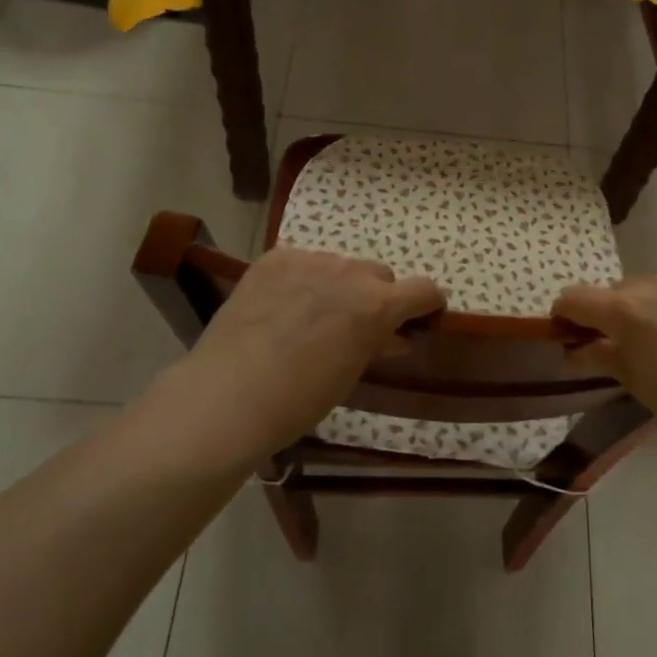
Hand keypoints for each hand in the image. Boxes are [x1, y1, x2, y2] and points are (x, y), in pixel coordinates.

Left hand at [154, 247, 445, 469]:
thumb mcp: (351, 373)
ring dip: (336, 284)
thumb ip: (378, 344)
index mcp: (378, 304)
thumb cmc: (300, 399)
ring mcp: (310, 259)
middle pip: (378, 275)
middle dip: (374, 296)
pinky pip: (301, 261)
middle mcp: (351, 272)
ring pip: (338, 265)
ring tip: (308, 316)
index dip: (426, 303)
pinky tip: (280, 306)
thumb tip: (394, 336)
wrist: (230, 395)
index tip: (419, 317)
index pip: (424, 289)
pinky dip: (300, 279)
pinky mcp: (275, 257)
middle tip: (351, 326)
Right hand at [553, 273, 656, 475]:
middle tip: (631, 349)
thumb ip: (602, 357)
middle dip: (616, 315)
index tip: (571, 334)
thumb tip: (573, 351)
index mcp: (626, 310)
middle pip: (619, 292)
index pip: (575, 297)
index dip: (566, 314)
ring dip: (656, 307)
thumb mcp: (639, 386)